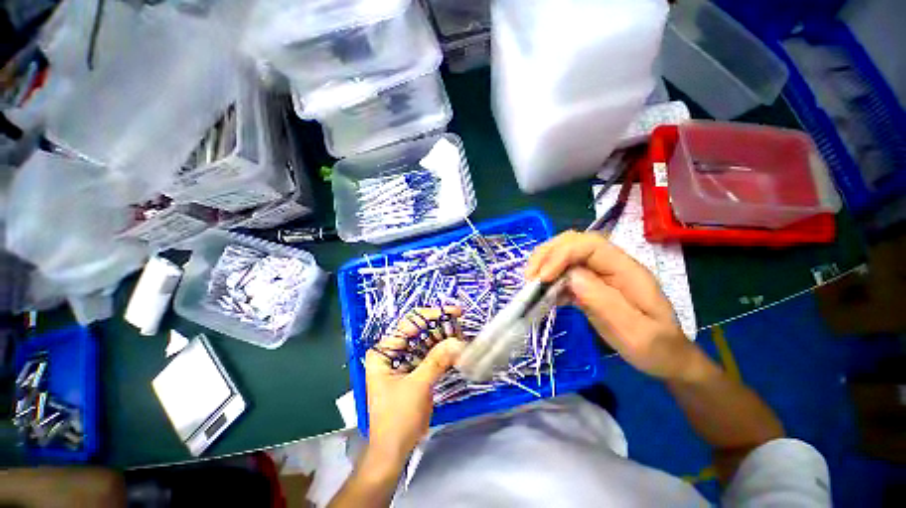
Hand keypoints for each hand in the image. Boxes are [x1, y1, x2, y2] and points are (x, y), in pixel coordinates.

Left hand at [364, 307, 465, 462]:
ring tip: (463, 339)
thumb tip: (458, 341)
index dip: (432, 315)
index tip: (454, 313)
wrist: (394, 451)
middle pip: (420, 330)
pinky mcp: (416, 369)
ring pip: (428, 341)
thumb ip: (436, 361)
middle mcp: (394, 351)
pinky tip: (458, 350)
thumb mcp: (417, 387)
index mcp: (385, 351)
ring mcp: (405, 360)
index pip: (409, 323)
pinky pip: (432, 354)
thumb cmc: (397, 419)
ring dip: (446, 339)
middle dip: (442, 327)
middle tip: (462, 328)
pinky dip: (445, 351)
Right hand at [525, 231, 693, 379]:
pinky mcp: (589, 285)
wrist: (666, 358)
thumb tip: (571, 277)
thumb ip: (605, 302)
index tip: (543, 277)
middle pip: (572, 242)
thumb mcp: (637, 333)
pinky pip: (563, 274)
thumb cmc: (657, 349)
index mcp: (627, 269)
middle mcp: (610, 265)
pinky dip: (548, 280)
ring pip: (564, 255)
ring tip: (531, 285)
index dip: (561, 254)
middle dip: (546, 255)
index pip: (589, 244)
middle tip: (530, 278)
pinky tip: (544, 295)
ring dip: (543, 265)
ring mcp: (598, 274)